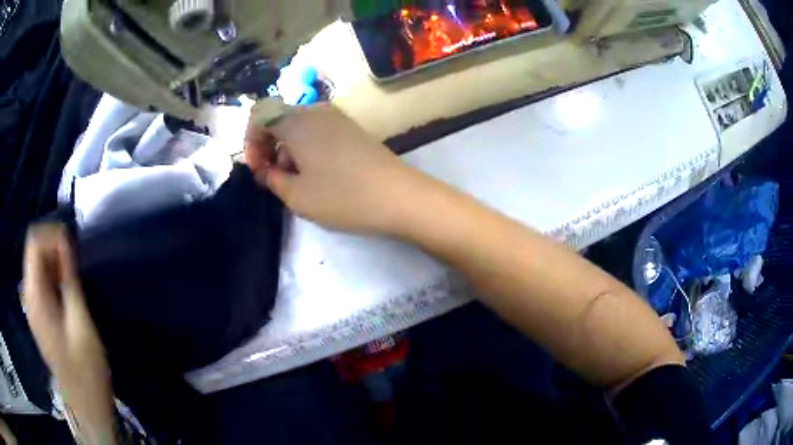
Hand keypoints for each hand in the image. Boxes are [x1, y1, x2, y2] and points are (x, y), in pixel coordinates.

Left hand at [22, 225, 114, 442]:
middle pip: (33, 251)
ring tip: (73, 279)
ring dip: (54, 263)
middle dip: (54, 249)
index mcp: (35, 297)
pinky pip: (40, 282)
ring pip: (36, 266)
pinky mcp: (37, 315)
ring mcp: (31, 307)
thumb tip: (66, 243)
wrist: (85, 404)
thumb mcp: (81, 325)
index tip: (73, 248)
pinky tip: (66, 293)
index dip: (52, 236)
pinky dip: (52, 278)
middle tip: (75, 265)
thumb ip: (69, 281)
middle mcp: (28, 297)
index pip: (33, 243)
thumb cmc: (86, 370)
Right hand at [245, 104, 426, 234]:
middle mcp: (317, 111)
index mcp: (298, 121)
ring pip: (299, 127)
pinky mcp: (352, 130)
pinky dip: (307, 149)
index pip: (260, 115)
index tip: (256, 169)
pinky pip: (318, 132)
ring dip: (288, 150)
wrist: (399, 197)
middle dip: (268, 147)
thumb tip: (263, 170)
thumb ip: (271, 179)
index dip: (250, 141)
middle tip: (273, 178)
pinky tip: (317, 174)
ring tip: (297, 181)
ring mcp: (338, 118)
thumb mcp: (297, 196)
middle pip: (280, 120)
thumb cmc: (342, 196)